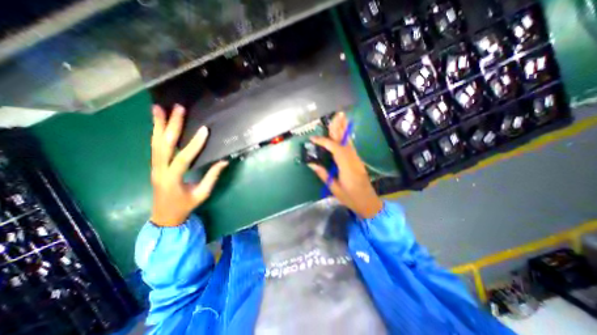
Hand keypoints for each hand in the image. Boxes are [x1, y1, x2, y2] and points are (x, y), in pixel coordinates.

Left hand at [149, 103, 229, 227]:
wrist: (164, 216)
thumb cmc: (185, 206)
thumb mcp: (202, 193)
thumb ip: (212, 176)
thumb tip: (224, 161)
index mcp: (172, 179)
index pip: (183, 158)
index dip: (194, 144)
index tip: (204, 130)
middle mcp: (159, 170)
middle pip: (163, 145)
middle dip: (171, 125)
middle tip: (177, 108)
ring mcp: (154, 167)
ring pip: (155, 143)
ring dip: (158, 125)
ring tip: (159, 108)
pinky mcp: (155, 165)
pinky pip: (155, 147)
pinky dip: (156, 133)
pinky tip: (158, 123)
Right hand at [307, 113, 382, 218]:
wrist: (369, 203)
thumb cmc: (351, 198)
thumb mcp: (334, 189)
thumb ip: (323, 174)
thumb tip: (311, 164)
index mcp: (346, 167)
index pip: (335, 149)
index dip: (324, 142)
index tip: (313, 139)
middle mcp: (353, 160)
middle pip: (345, 141)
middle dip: (339, 127)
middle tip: (336, 115)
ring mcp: (357, 159)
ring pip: (349, 141)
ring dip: (344, 129)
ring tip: (341, 118)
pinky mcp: (357, 161)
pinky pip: (350, 146)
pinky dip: (346, 137)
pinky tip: (343, 132)